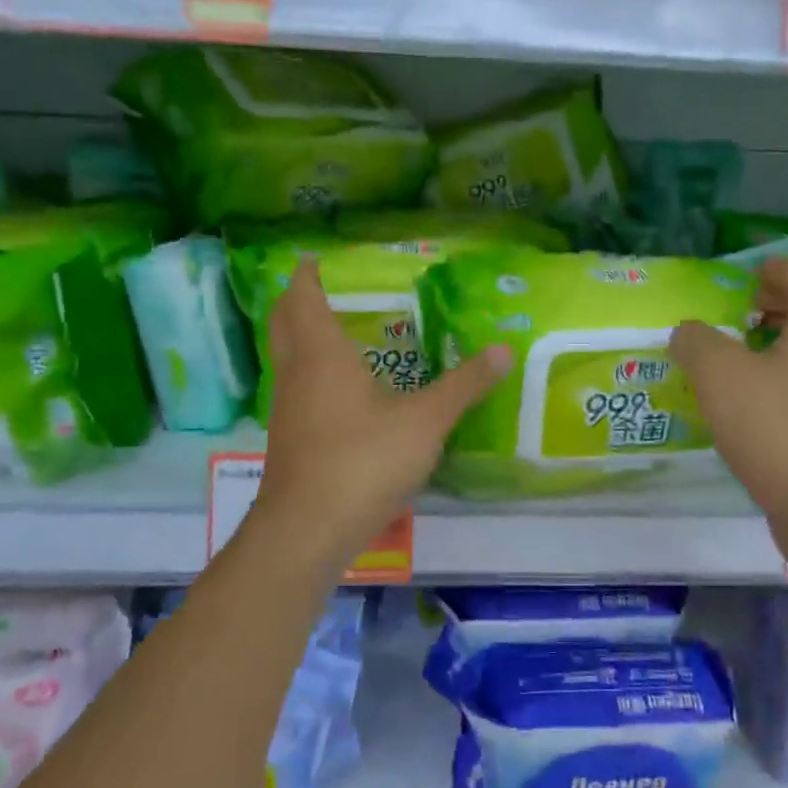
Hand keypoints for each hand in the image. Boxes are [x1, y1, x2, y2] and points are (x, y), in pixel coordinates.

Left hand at [254, 260, 509, 570]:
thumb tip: (503, 350)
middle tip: (327, 289)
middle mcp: (296, 373)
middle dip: (298, 299)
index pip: (302, 296)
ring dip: (303, 337)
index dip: (307, 274)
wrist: (307, 531)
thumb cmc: (363, 461)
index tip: (316, 257)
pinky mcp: (288, 439)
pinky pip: (295, 388)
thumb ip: (464, 385)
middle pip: (284, 322)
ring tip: (339, 332)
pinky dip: (310, 372)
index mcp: (321, 354)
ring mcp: (285, 408)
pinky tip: (341, 391)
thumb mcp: (425, 421)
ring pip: (286, 356)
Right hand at [669, 258, 787, 559]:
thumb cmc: (776, 429)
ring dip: (780, 341)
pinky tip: (758, 400)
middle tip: (735, 317)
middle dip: (774, 304)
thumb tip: (688, 333)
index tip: (738, 283)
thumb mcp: (718, 376)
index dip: (768, 271)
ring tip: (740, 358)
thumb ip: (696, 341)